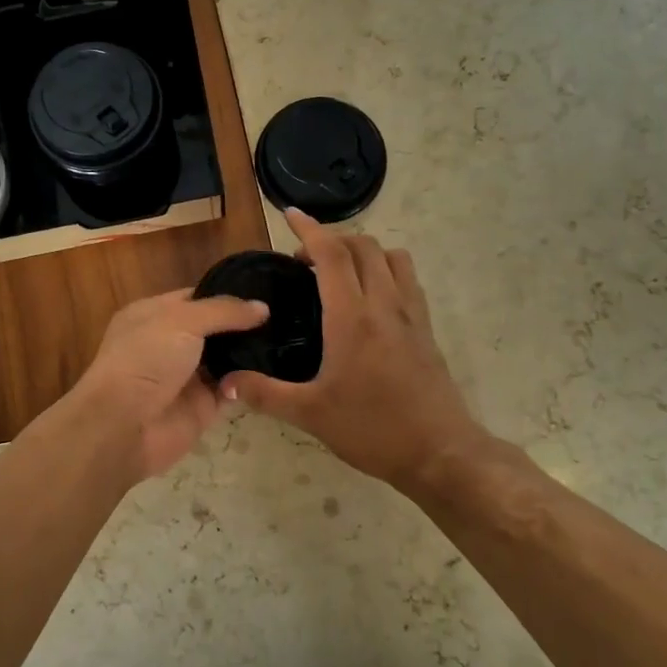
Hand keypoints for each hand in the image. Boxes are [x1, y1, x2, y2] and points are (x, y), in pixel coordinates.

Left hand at [57, 288, 269, 481]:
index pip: (197, 298)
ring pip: (227, 358)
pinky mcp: (203, 406)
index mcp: (154, 314)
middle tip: (287, 314)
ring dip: (252, 352)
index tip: (267, 290)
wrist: (124, 424)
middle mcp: (170, 342)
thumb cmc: (146, 358)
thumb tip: (263, 307)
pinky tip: (278, 369)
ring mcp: (187, 375)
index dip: (229, 294)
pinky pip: (233, 388)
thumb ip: (224, 311)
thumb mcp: (183, 320)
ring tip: (288, 338)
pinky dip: (251, 381)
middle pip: (215, 328)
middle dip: (245, 324)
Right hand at [222, 210, 486, 491]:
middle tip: (304, 262)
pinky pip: (408, 280)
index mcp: (352, 317)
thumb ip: (265, 394)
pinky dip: (386, 271)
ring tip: (339, 274)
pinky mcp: (426, 329)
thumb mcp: (310, 414)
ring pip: (392, 257)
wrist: (439, 452)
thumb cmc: (372, 429)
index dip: (309, 229)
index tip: (290, 215)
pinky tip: (370, 301)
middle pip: (363, 246)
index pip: (331, 254)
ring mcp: (411, 315)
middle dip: (332, 240)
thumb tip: (226, 382)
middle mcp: (384, 304)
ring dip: (364, 252)